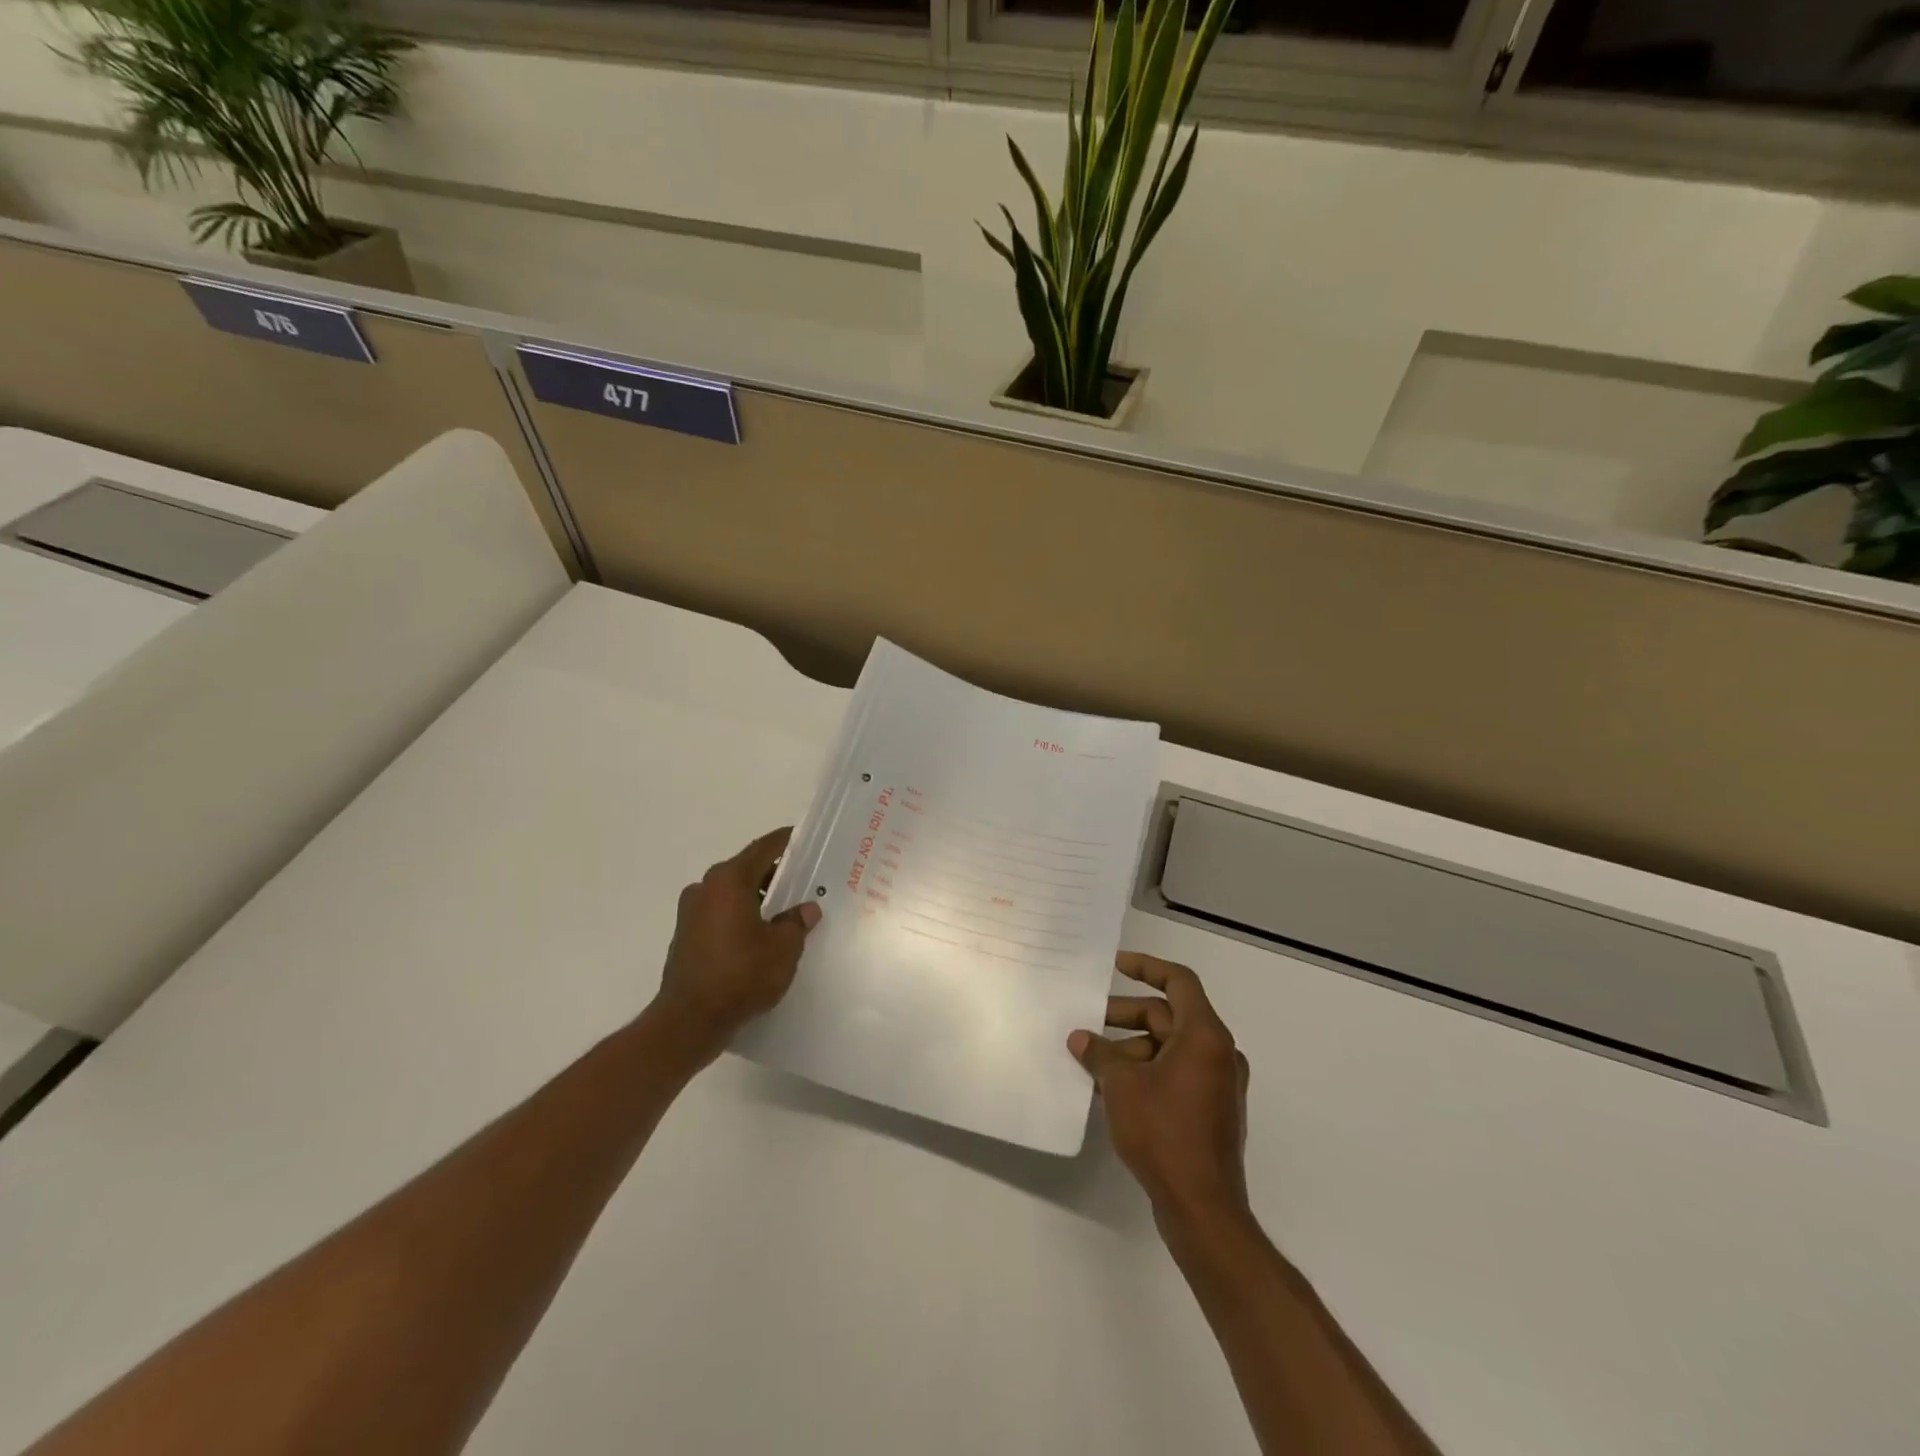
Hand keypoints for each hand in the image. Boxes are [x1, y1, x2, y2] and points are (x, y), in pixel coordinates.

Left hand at [648, 827, 820, 1064]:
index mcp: (729, 880)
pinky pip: (721, 914)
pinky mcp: (686, 936)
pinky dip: (741, 916)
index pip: (764, 848)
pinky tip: (761, 935)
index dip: (787, 841)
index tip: (806, 838)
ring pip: (732, 893)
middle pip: (747, 869)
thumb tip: (805, 910)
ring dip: (757, 898)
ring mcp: (691, 912)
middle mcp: (706, 888)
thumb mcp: (783, 948)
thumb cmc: (741, 974)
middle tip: (804, 880)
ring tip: (787, 911)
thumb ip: (796, 922)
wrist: (689, 1021)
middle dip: (775, 874)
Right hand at [1070, 952, 1250, 1233]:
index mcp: (1205, 1035)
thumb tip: (1080, 1039)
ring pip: (1170, 1047)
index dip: (1147, 966)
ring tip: (1093, 1061)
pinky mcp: (1212, 1111)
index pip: (1179, 981)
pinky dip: (1147, 1071)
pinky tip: (1113, 1088)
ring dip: (1132, 1048)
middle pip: (1169, 1016)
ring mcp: (1218, 1084)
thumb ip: (1100, 1054)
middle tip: (1089, 1023)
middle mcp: (1218, 1052)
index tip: (1116, 964)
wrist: (1203, 1209)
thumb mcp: (1122, 1086)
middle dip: (1126, 1016)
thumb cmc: (1165, 1133)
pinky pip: (1176, 1074)